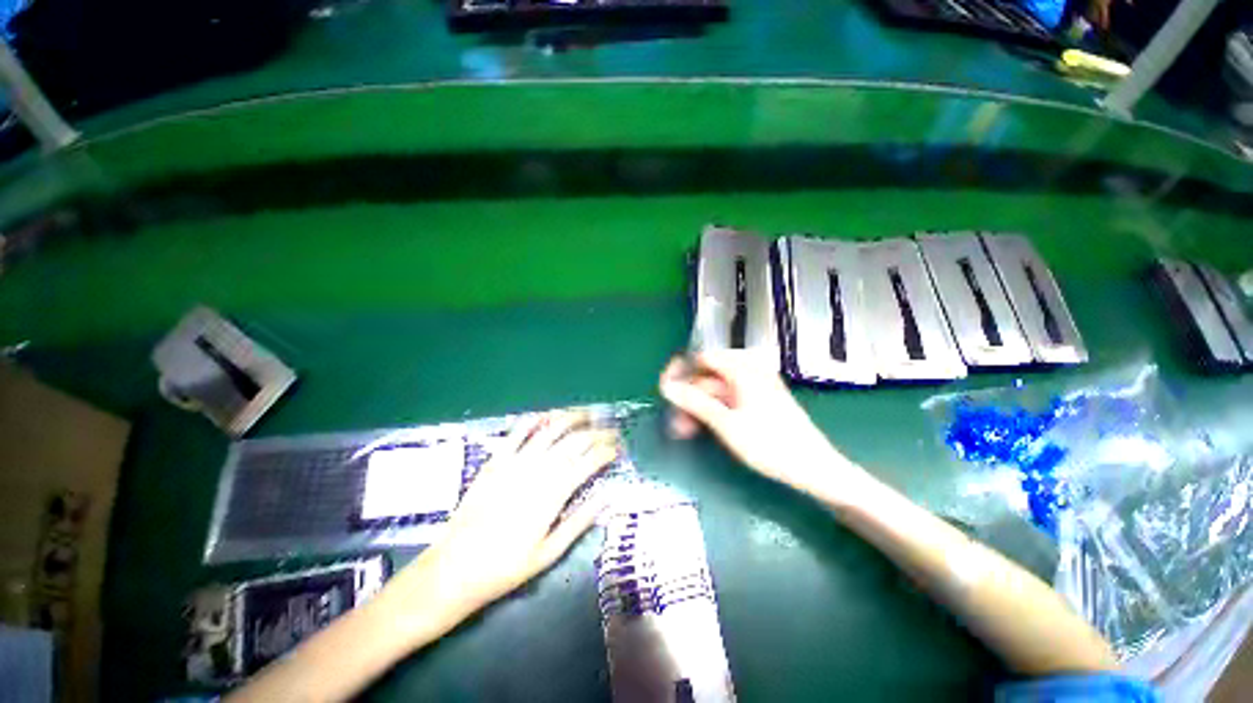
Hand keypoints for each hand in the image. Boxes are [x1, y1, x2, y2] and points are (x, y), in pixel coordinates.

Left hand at [390, 411, 618, 624]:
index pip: (589, 461)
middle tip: (609, 430)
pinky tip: (548, 414)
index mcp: (554, 494)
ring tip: (587, 414)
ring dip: (572, 418)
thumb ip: (580, 521)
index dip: (607, 451)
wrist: (454, 568)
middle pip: (575, 441)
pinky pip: (518, 431)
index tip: (618, 448)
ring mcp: (516, 461)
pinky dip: (536, 419)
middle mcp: (539, 470)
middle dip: (597, 432)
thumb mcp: (549, 553)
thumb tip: (608, 496)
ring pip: (551, 429)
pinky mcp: (496, 460)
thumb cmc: (506, 566)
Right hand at [659, 350, 865, 499]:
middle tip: (675, 422)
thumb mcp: (727, 424)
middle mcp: (749, 371)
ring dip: (698, 407)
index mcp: (743, 369)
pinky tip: (702, 428)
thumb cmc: (770, 445)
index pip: (702, 358)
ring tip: (684, 431)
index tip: (665, 390)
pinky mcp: (757, 401)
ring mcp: (755, 386)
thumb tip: (666, 386)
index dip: (681, 371)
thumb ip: (695, 402)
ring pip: (716, 390)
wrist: (814, 468)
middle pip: (707, 376)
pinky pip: (727, 399)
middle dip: (688, 397)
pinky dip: (712, 411)